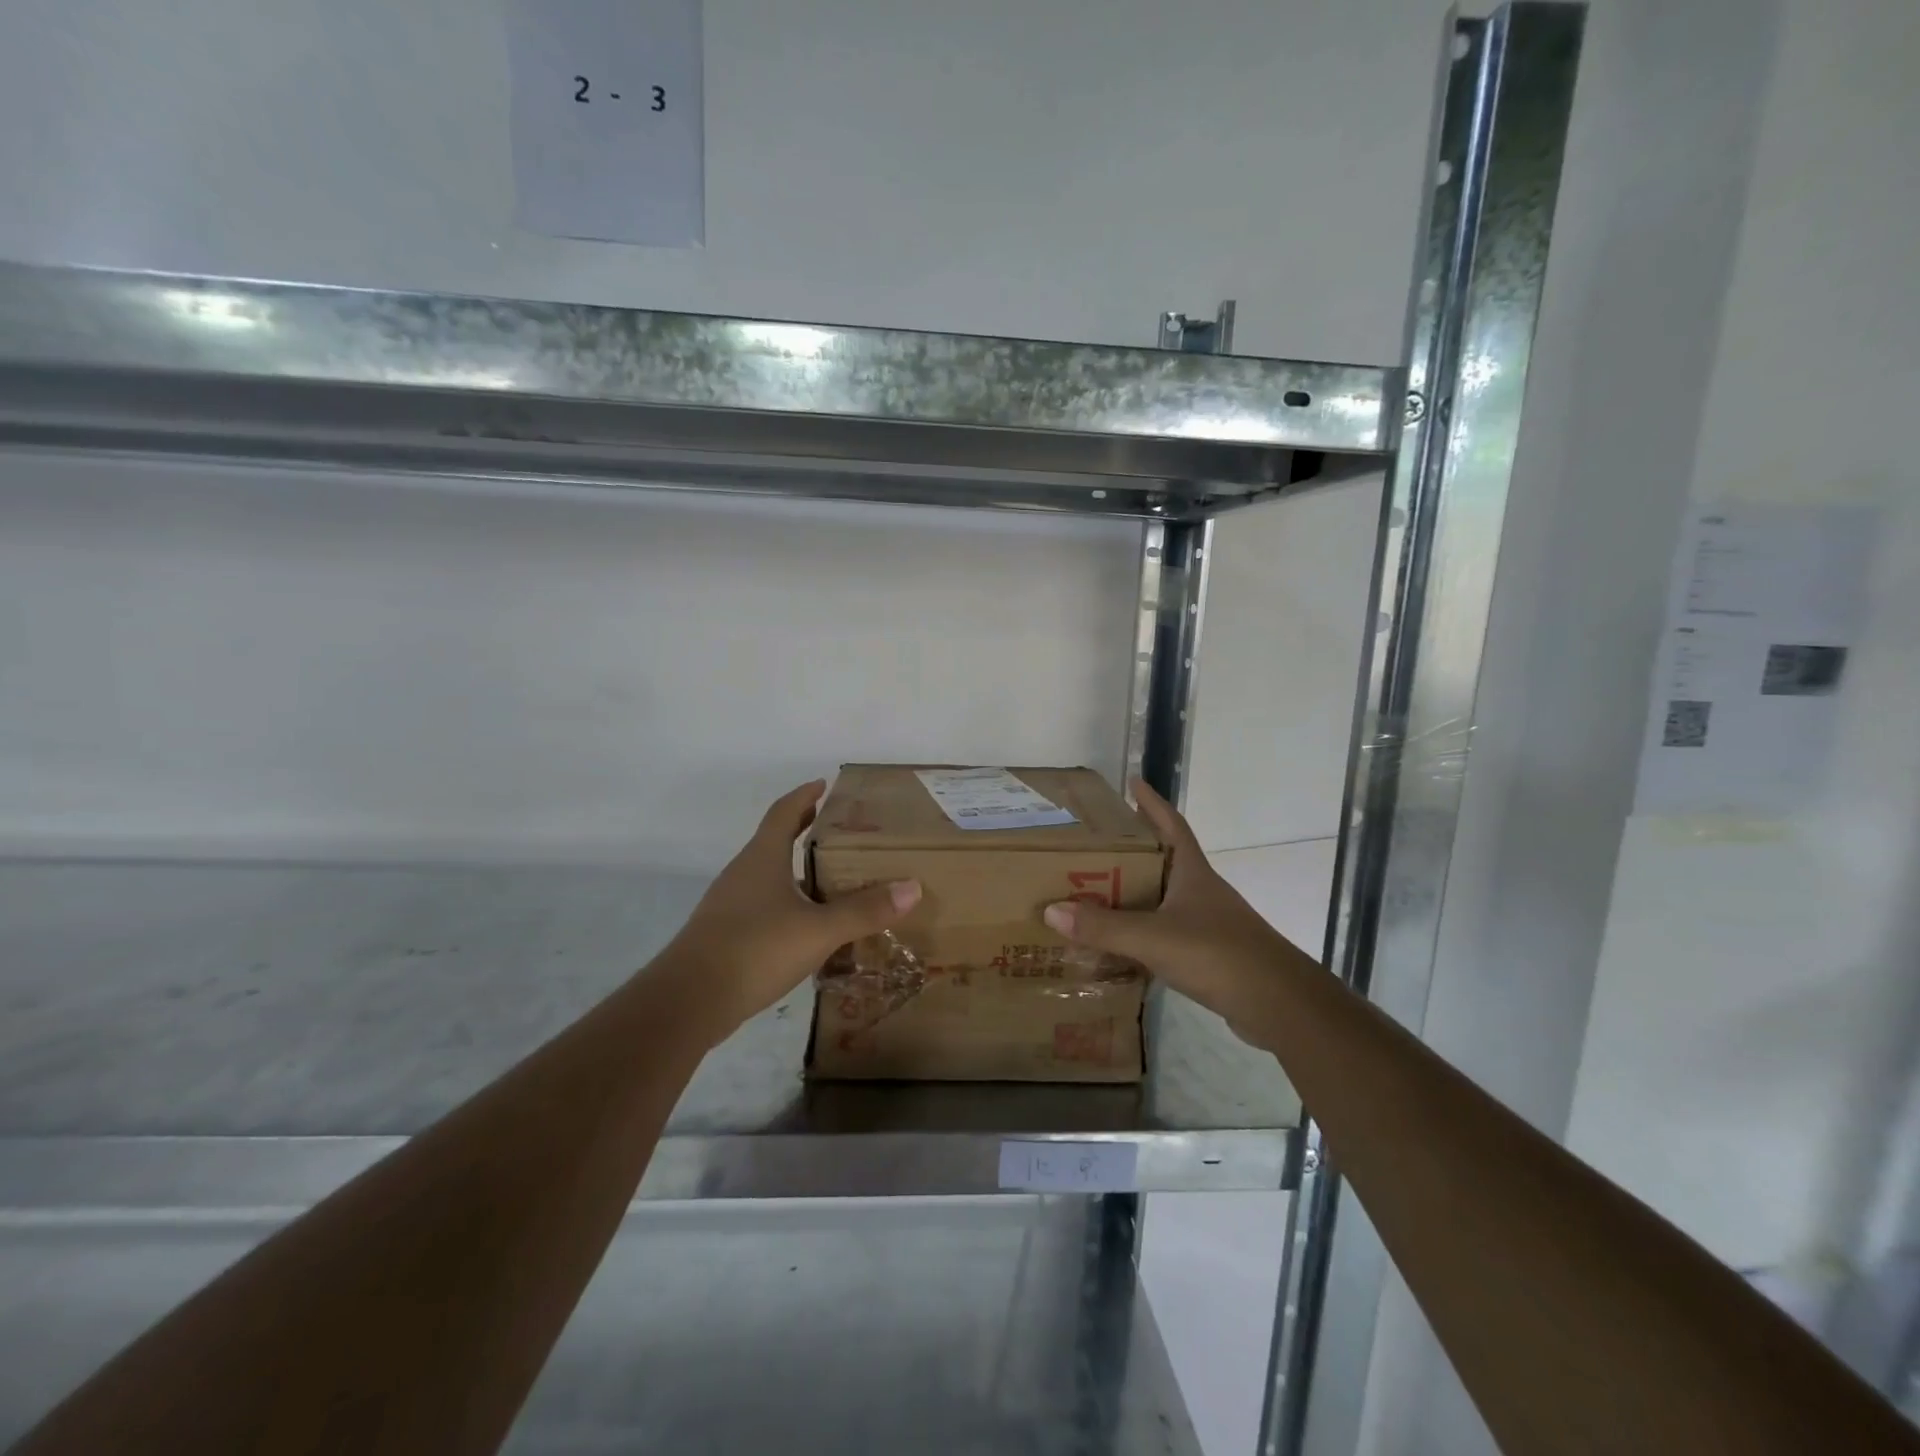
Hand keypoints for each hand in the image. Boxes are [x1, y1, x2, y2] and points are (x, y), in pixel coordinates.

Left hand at [661, 780, 920, 1039]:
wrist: (688, 1001)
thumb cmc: (755, 948)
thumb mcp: (819, 930)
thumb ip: (864, 910)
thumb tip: (912, 887)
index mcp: (762, 858)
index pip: (784, 812)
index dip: (804, 796)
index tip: (823, 784)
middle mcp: (743, 873)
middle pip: (775, 841)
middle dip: (805, 832)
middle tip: (841, 833)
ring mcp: (729, 905)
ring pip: (769, 876)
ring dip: (797, 871)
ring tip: (832, 880)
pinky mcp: (724, 935)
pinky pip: (762, 907)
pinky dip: (787, 904)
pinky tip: (807, 927)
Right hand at [1042, 779, 1304, 1033]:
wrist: (1279, 1004)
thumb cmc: (1218, 954)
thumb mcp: (1153, 937)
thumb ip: (1103, 926)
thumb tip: (1051, 910)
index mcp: (1192, 873)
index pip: (1172, 825)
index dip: (1153, 803)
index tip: (1132, 783)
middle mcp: (1201, 891)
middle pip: (1164, 860)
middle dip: (1132, 850)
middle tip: (1093, 845)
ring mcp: (1208, 923)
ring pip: (1164, 899)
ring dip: (1135, 893)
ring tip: (1097, 890)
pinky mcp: (1209, 955)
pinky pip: (1166, 933)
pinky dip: (1143, 932)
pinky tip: (1120, 944)